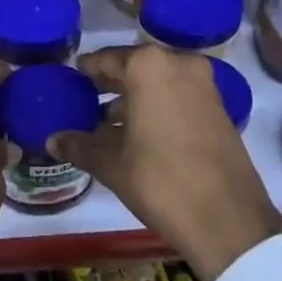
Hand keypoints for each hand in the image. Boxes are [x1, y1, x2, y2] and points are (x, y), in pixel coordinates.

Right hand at [53, 46, 281, 280]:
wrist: (229, 221)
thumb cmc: (161, 181)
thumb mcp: (112, 164)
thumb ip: (79, 145)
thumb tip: (52, 140)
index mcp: (148, 66)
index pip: (106, 59)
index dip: (87, 70)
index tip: (73, 76)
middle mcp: (178, 63)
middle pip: (135, 67)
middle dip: (112, 84)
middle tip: (87, 97)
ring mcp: (204, 84)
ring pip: (159, 81)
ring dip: (136, 97)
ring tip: (109, 121)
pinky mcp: (220, 107)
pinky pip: (179, 95)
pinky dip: (159, 105)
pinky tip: (140, 132)